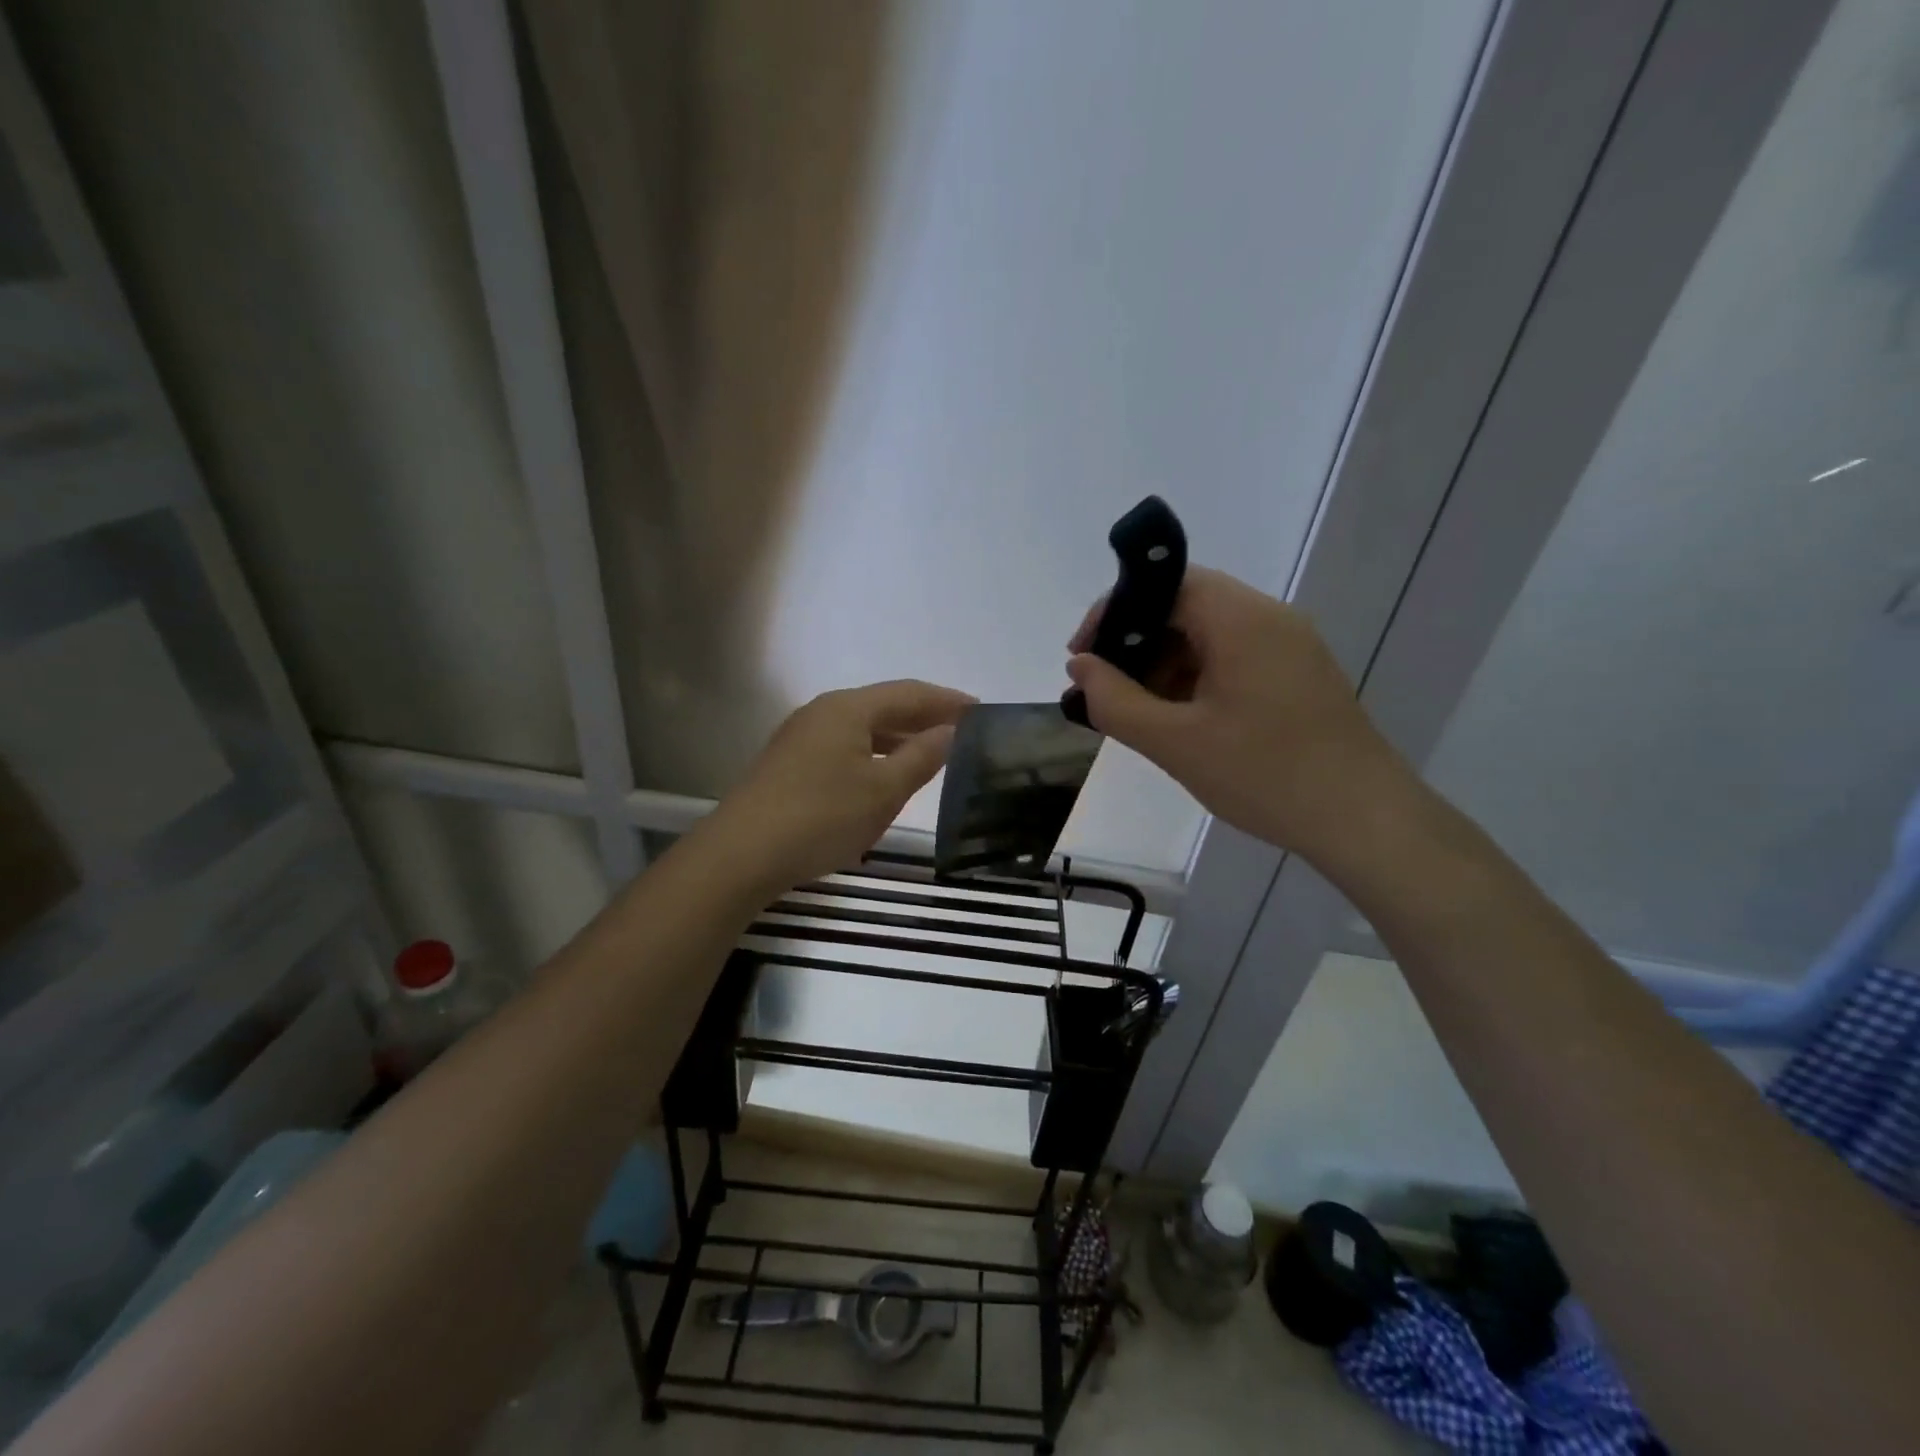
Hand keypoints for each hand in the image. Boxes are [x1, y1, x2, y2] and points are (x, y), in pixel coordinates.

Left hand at [706, 679, 974, 895]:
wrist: (741, 854)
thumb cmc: (821, 817)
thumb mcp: (883, 790)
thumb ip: (921, 757)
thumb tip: (950, 731)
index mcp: (848, 708)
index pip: (910, 692)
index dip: (948, 700)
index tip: (982, 710)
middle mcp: (823, 712)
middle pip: (884, 706)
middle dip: (924, 717)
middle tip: (964, 732)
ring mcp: (802, 737)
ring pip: (863, 728)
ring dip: (899, 737)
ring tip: (932, 753)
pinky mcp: (790, 764)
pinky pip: (845, 747)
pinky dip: (874, 754)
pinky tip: (885, 775)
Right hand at [1066, 566, 1413, 862]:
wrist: (1364, 821)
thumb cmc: (1265, 775)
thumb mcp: (1176, 742)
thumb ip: (1116, 701)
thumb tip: (1080, 668)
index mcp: (1242, 620)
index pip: (1166, 584)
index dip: (1115, 611)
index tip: (1084, 656)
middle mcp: (1270, 619)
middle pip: (1187, 607)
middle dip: (1137, 644)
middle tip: (1105, 691)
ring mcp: (1289, 648)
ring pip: (1209, 636)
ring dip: (1165, 666)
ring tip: (1138, 714)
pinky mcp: (1298, 676)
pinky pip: (1233, 660)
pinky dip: (1196, 681)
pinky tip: (1180, 722)